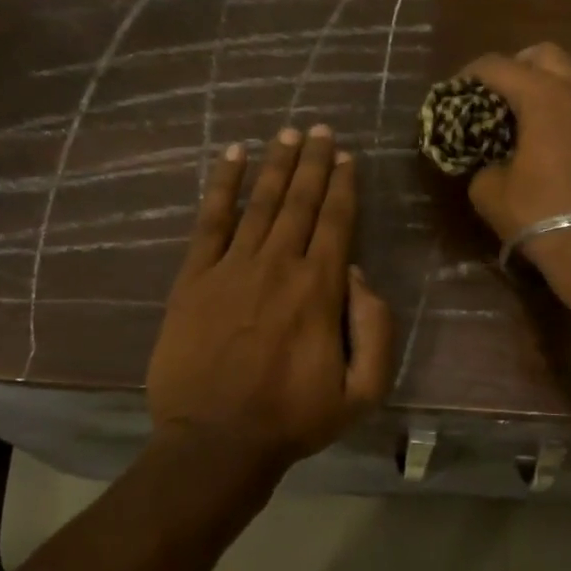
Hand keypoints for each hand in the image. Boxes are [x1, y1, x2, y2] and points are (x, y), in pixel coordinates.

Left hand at [148, 126, 394, 468]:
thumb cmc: (294, 419)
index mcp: (320, 289)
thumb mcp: (363, 391)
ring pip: (261, 202)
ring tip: (288, 132)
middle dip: (314, 162)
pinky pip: (210, 220)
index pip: (336, 222)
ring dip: (277, 164)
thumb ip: (376, 329)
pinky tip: (233, 156)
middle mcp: (278, 265)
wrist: (216, 442)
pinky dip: (223, 185)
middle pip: (300, 201)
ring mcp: (232, 268)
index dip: (343, 185)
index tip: (347, 156)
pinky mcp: (194, 278)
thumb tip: (359, 275)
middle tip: (321, 129)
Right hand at [462, 43, 570, 300]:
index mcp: (542, 97)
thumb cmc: (539, 214)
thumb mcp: (490, 193)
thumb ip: (483, 166)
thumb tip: (489, 163)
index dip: (472, 73)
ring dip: (563, 87)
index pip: (498, 66)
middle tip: (504, 91)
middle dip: (520, 65)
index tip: (459, 89)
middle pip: (547, 55)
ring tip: (548, 114)